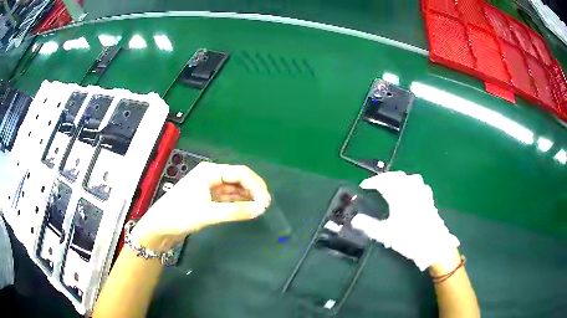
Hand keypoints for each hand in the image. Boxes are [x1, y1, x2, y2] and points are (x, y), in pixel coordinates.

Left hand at [131, 162, 270, 251]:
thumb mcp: (209, 213)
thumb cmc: (180, 215)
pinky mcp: (207, 200)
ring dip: (247, 197)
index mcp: (210, 172)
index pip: (240, 173)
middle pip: (238, 179)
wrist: (159, 227)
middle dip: (253, 190)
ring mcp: (209, 188)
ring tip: (259, 209)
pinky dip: (237, 204)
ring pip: (234, 189)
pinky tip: (246, 210)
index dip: (256, 185)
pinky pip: (227, 198)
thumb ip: (236, 211)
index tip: (266, 202)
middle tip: (265, 206)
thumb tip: (261, 209)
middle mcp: (211, 176)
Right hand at [351, 171, 458, 270]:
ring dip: (399, 178)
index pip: (383, 182)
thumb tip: (355, 220)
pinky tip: (410, 191)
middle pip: (396, 176)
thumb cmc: (409, 239)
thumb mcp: (386, 234)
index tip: (364, 185)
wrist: (433, 245)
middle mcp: (411, 191)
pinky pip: (420, 184)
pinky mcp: (429, 199)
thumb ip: (369, 226)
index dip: (372, 182)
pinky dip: (412, 183)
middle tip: (376, 184)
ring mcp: (422, 194)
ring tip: (392, 184)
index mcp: (399, 197)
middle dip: (384, 177)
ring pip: (409, 177)